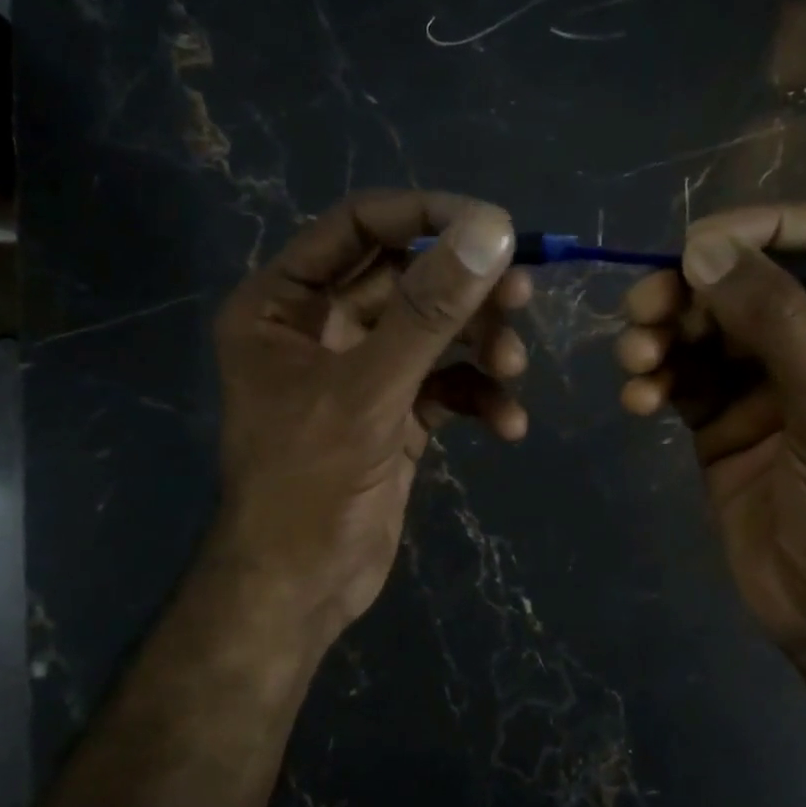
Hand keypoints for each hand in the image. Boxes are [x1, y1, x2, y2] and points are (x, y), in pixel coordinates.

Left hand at [208, 190, 531, 636]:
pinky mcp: (395, 416)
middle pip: (408, 279)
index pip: (359, 227)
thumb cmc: (308, 485)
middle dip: (465, 290)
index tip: (495, 226)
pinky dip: (480, 397)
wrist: (301, 589)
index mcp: (284, 305)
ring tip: (514, 366)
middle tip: (521, 295)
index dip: (426, 217)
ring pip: (435, 333)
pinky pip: (446, 386)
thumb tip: (492, 230)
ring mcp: (362, 374)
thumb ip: (429, 310)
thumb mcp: (368, 391)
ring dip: (480, 345)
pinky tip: (507, 424)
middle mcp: (321, 329)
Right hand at [614, 204, 805, 659]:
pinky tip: (639, 401)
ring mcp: (766, 385)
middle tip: (645, 309)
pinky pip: (680, 380)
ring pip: (704, 331)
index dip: (768, 228)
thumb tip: (702, 248)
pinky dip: (654, 382)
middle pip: (749, 284)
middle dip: (693, 292)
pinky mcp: (720, 423)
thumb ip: (774, 320)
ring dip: (662, 335)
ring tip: (636, 359)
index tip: (701, 241)